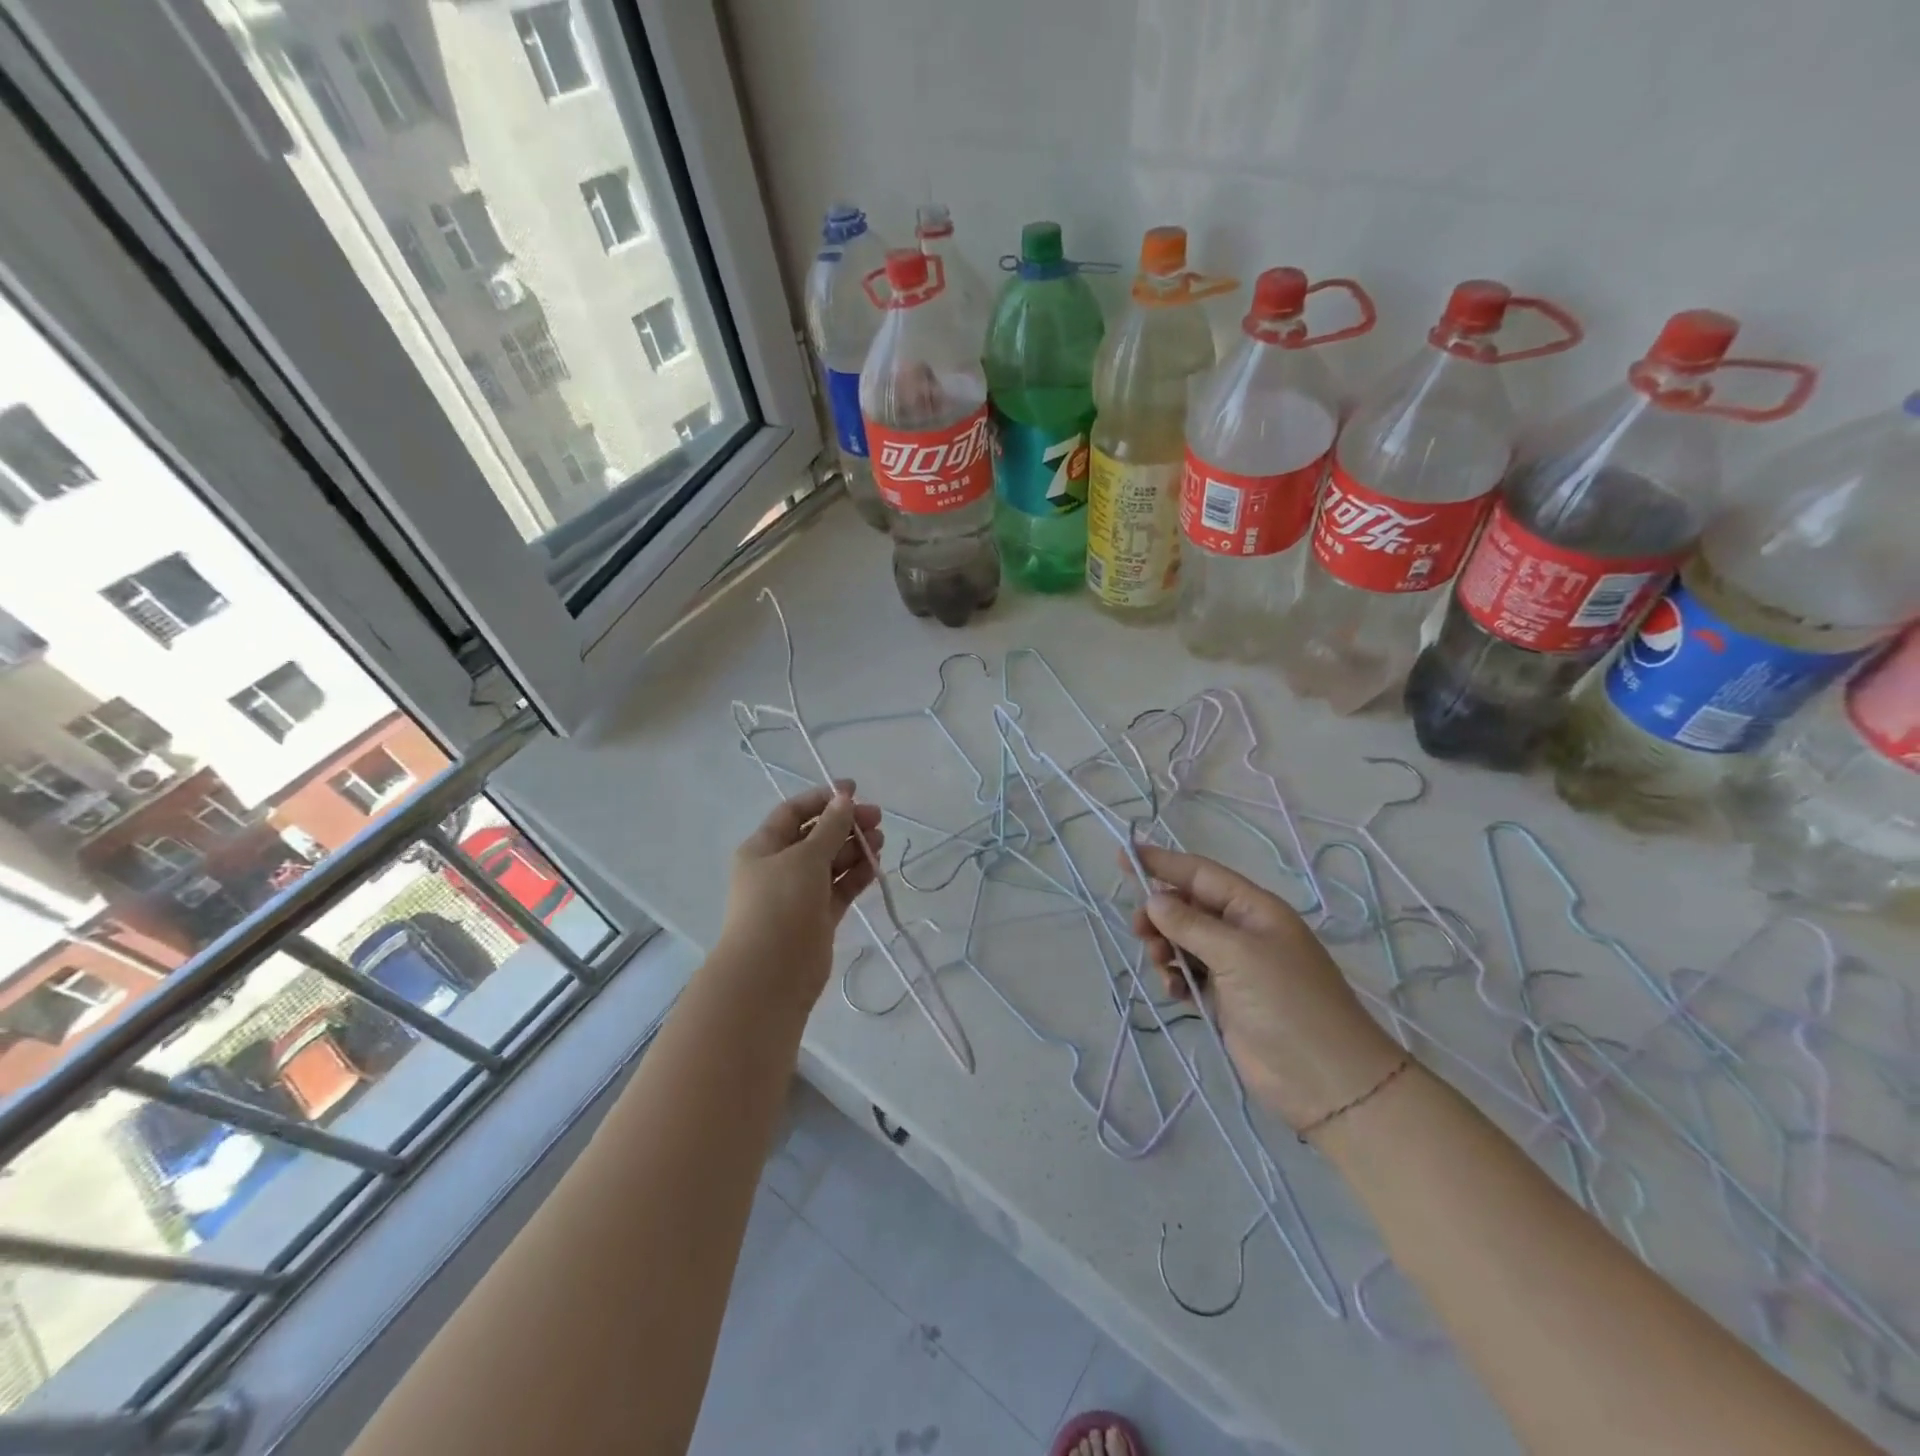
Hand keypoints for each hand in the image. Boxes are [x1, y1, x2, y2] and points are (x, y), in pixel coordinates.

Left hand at [718, 781, 883, 1007]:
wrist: (771, 974)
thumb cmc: (780, 904)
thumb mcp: (805, 857)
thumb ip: (830, 827)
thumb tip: (844, 798)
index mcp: (763, 847)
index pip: (793, 813)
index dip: (823, 799)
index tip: (855, 790)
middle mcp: (779, 868)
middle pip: (816, 837)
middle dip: (845, 824)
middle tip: (877, 818)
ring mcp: (799, 895)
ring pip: (831, 863)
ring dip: (854, 848)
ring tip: (880, 840)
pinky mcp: (818, 919)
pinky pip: (840, 888)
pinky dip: (856, 875)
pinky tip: (876, 863)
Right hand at [1127, 844, 1403, 1132]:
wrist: (1327, 1081)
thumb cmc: (1287, 1003)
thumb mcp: (1237, 954)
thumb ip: (1191, 924)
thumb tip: (1154, 900)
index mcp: (1255, 909)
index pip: (1201, 874)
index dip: (1163, 862)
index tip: (1124, 856)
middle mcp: (1244, 932)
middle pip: (1189, 907)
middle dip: (1160, 913)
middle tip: (1138, 930)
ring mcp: (1235, 967)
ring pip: (1184, 942)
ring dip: (1165, 948)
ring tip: (1161, 965)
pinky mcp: (1226, 1000)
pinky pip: (1189, 975)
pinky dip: (1176, 978)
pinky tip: (1174, 991)